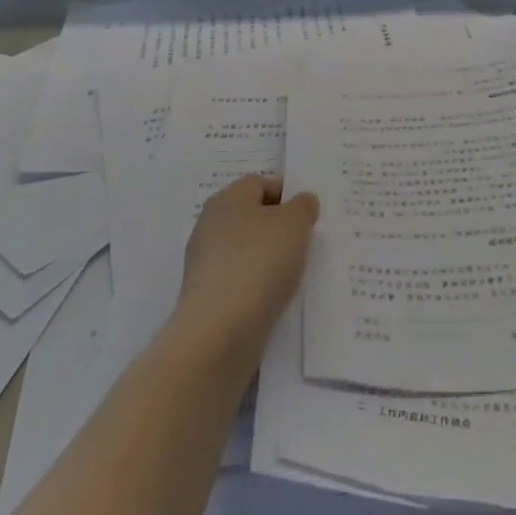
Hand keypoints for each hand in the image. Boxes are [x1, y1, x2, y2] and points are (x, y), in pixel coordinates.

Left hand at [175, 175, 318, 353]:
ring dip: (270, 257)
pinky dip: (259, 284)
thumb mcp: (294, 224)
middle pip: (252, 217)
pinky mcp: (207, 296)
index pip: (259, 183)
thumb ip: (302, 206)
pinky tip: (277, 296)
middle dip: (279, 227)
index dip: (287, 193)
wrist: (220, 331)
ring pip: (247, 250)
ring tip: (297, 271)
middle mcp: (210, 225)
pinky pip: (241, 279)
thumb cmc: (259, 262)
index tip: (310, 212)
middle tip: (308, 240)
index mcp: (227, 199)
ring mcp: (205, 262)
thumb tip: (301, 201)